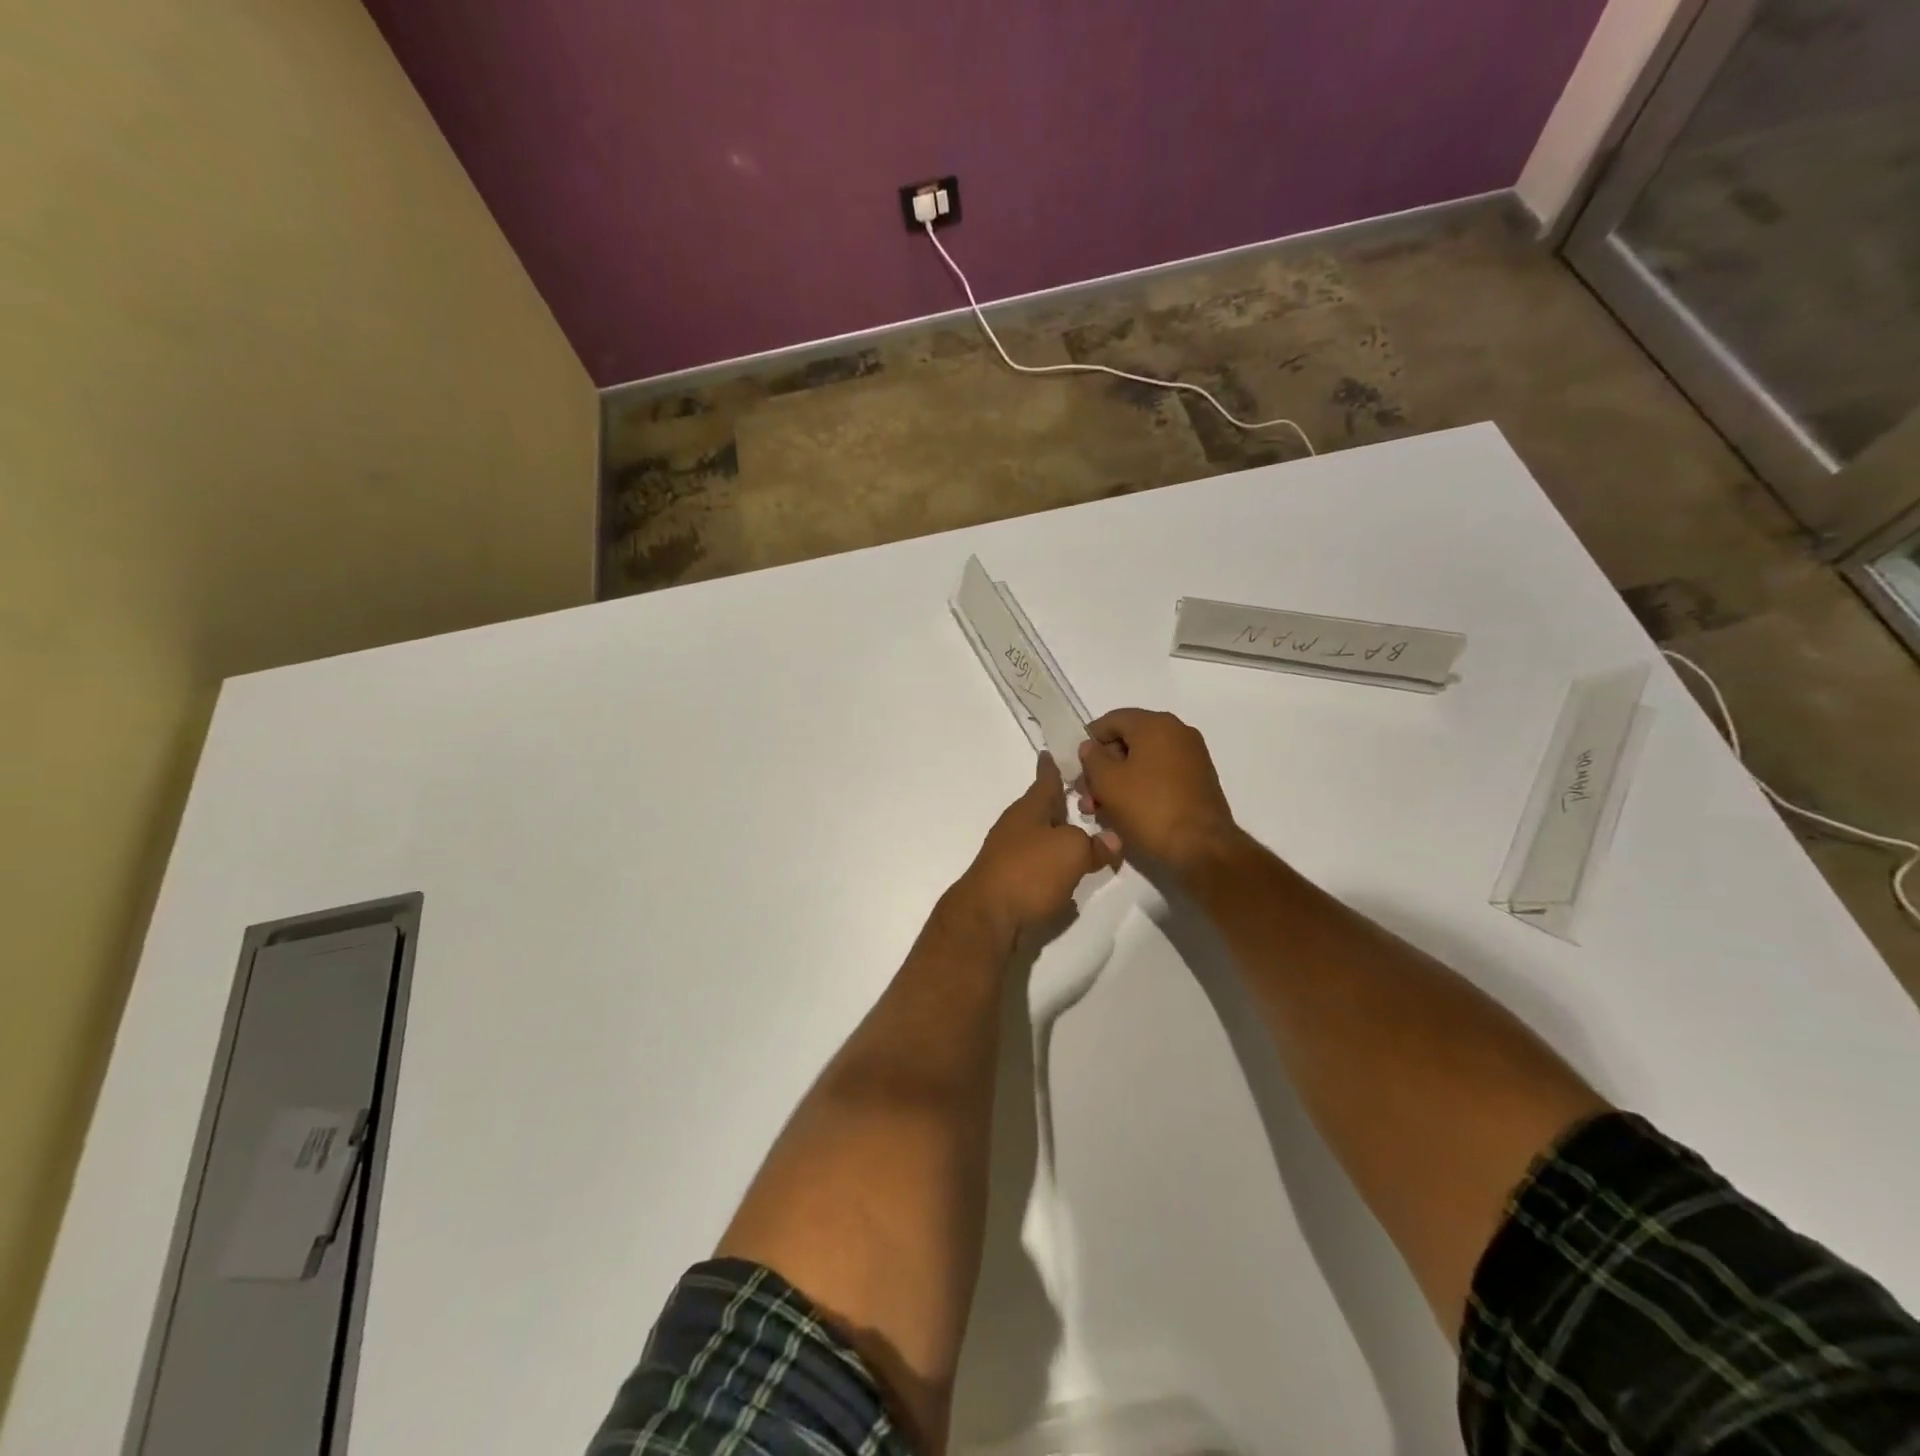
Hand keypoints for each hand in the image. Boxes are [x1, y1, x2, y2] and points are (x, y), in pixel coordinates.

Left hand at [951, 754, 1120, 949]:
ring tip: (1085, 838)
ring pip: (1041, 838)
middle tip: (1087, 799)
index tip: (1050, 752)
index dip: (1051, 767)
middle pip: (1042, 810)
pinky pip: (1038, 865)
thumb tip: (1112, 840)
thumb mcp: (1072, 850)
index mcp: (1028, 810)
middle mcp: (1016, 827)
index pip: (1045, 780)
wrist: (987, 918)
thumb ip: (1095, 843)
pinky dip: (1053, 865)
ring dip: (1060, 837)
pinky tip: (1068, 874)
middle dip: (1062, 805)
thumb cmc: (1029, 872)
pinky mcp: (1009, 882)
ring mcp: (1009, 855)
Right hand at [1076, 708, 1238, 872]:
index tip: (1077, 768)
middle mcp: (1177, 733)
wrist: (1202, 846)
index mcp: (1155, 724)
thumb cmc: (1149, 807)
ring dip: (1117, 782)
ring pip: (1143, 762)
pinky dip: (1140, 788)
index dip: (1089, 741)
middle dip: (1102, 768)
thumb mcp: (1107, 782)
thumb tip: (1091, 747)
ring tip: (1099, 810)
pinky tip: (1124, 813)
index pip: (1112, 720)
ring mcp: (1191, 757)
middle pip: (1127, 742)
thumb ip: (1092, 758)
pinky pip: (1160, 776)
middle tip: (1086, 796)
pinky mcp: (1198, 781)